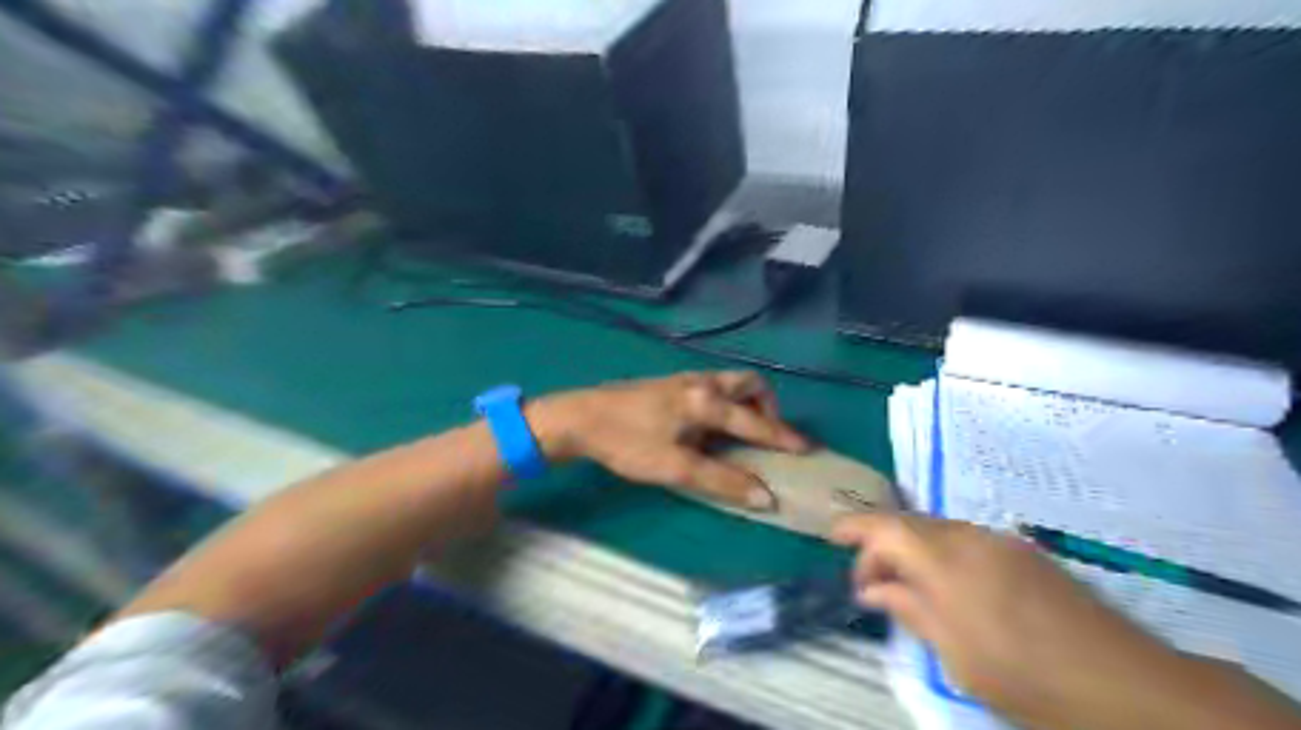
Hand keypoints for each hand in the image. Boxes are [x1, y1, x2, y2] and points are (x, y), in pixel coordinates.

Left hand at [525, 375, 809, 511]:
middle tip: (767, 435)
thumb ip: (721, 480)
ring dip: (745, 403)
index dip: (783, 439)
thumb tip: (764, 497)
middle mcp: (702, 383)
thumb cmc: (628, 443)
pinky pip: (712, 386)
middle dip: (767, 407)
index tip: (808, 450)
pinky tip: (709, 425)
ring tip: (740, 432)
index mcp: (707, 401)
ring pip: (729, 383)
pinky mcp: (670, 383)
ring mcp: (684, 379)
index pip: (755, 422)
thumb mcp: (675, 468)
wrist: (581, 418)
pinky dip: (725, 402)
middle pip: (749, 384)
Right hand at [833, 514, 1186, 729]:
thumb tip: (873, 589)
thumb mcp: (953, 653)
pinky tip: (949, 586)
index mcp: (944, 559)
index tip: (832, 538)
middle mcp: (969, 536)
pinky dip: (942, 553)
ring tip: (908, 587)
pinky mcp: (1025, 551)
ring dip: (913, 550)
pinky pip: (966, 539)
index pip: (884, 526)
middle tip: (872, 583)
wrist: (1126, 685)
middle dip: (882, 546)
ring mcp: (1001, 540)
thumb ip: (908, 609)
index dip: (853, 527)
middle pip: (909, 523)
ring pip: (938, 529)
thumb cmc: (1025, 676)